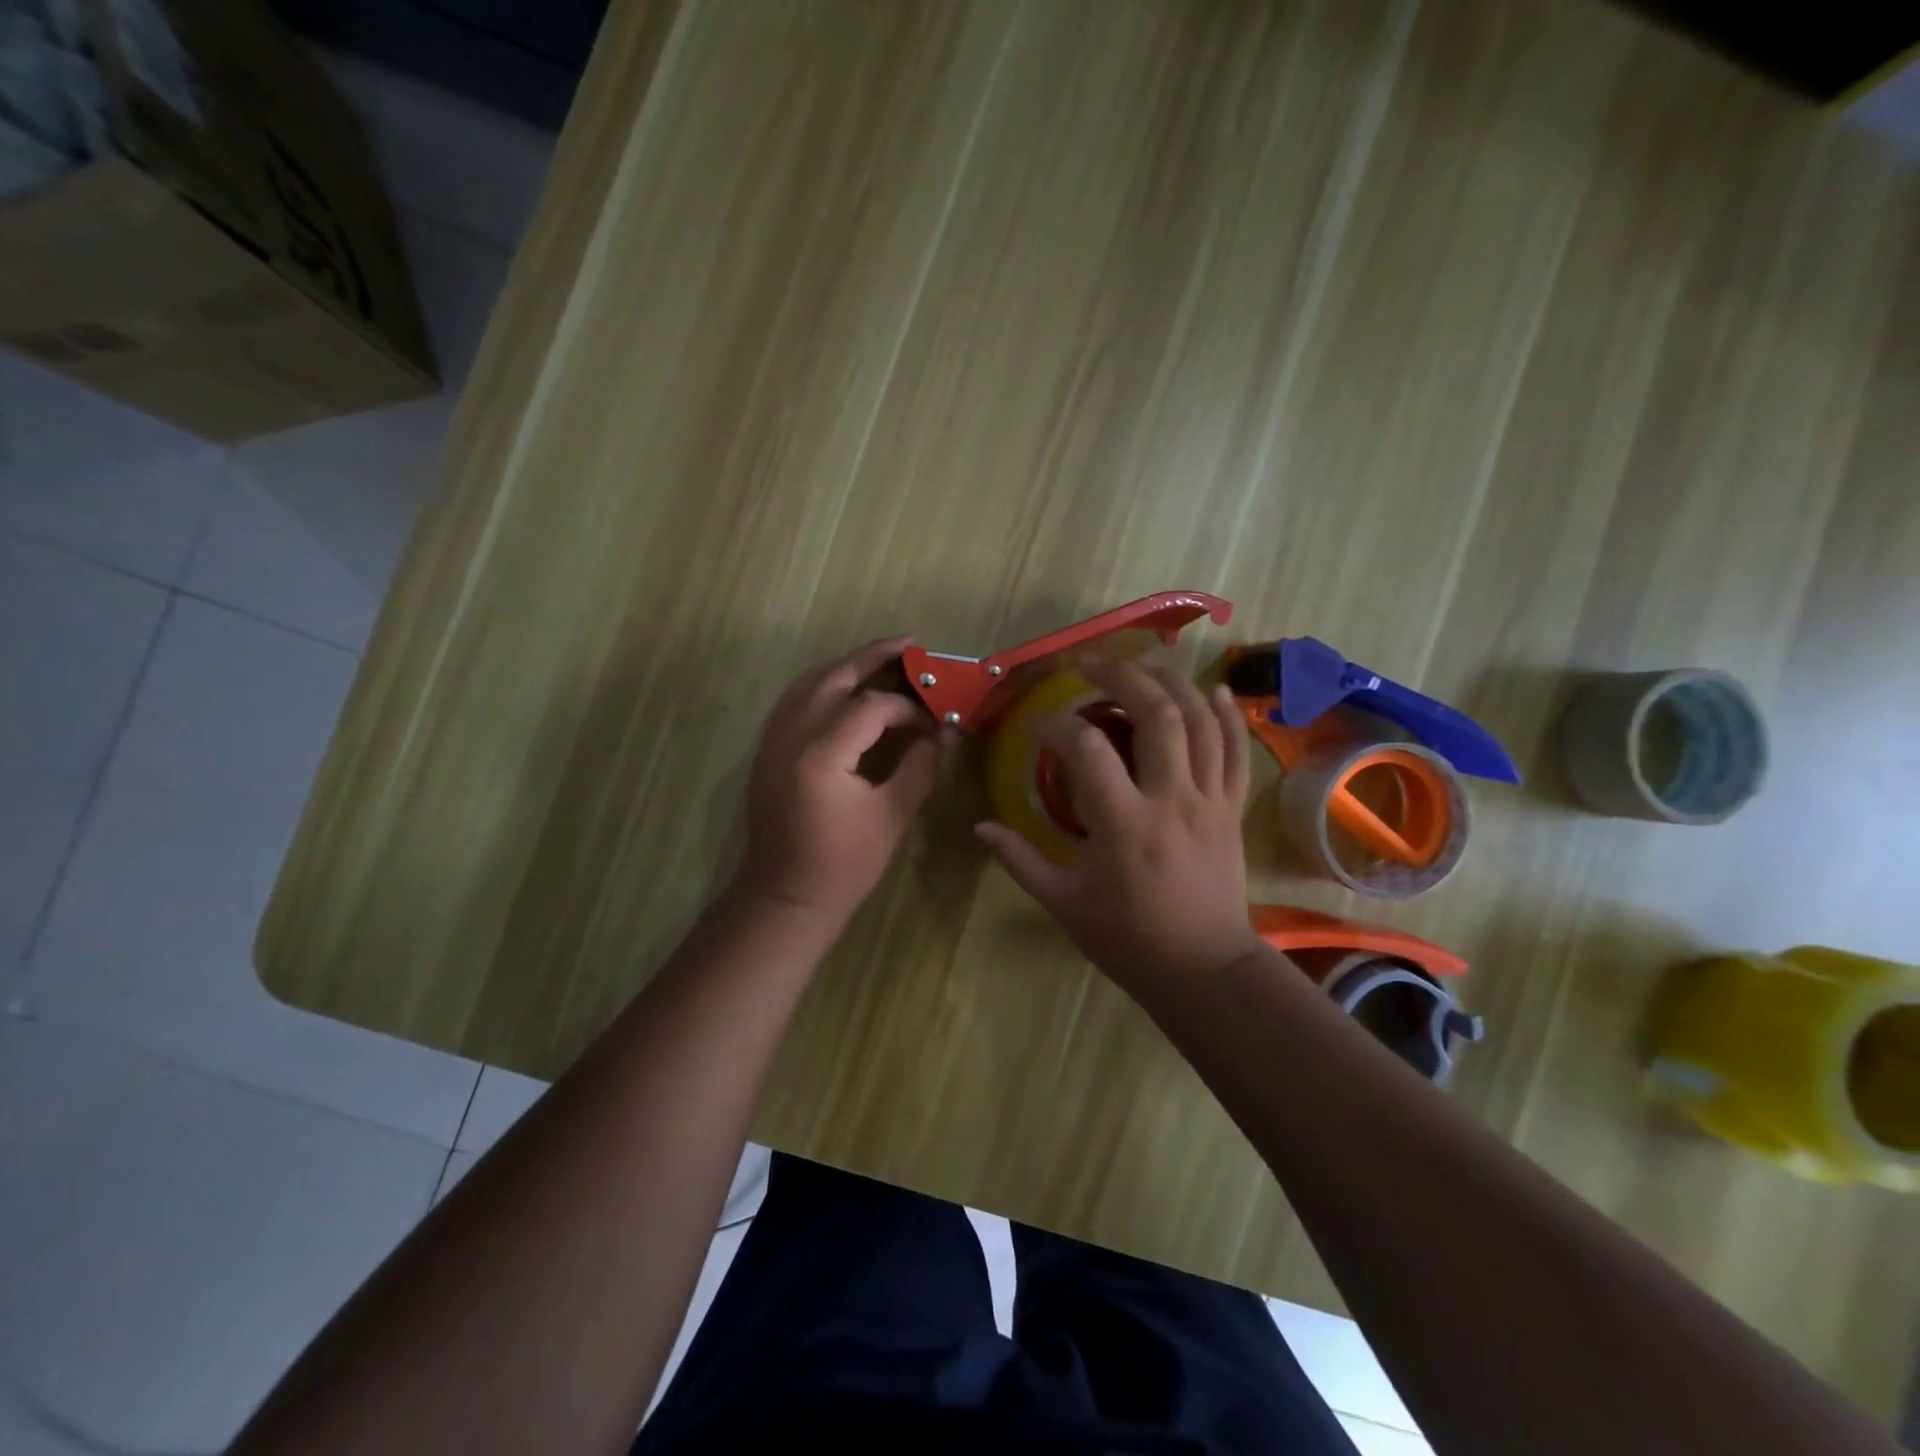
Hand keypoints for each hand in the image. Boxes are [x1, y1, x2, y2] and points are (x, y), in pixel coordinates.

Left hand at [735, 636, 943, 927]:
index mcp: (822, 753)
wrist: (784, 897)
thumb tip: (940, 734)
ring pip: (808, 682)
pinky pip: (793, 700)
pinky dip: (820, 685)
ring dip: (844, 665)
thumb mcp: (891, 817)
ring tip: (879, 659)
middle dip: (873, 656)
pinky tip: (843, 689)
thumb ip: (919, 768)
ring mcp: (772, 740)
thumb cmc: (842, 865)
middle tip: (909, 644)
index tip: (933, 724)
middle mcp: (791, 735)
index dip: (908, 709)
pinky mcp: (766, 750)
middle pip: (834, 676)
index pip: (872, 706)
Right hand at [976, 660, 1261, 1001]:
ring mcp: (1209, 800)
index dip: (1057, 727)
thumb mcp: (1063, 903)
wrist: (1204, 970)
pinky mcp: (1232, 808)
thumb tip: (981, 826)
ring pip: (1201, 721)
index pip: (1088, 750)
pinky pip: (1236, 750)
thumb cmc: (1128, 939)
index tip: (1038, 727)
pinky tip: (1214, 690)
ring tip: (1142, 666)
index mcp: (1124, 825)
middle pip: (1157, 715)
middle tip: (1091, 666)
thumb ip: (1020, 860)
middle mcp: (1171, 800)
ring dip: (1172, 684)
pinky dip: (1227, 715)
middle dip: (1122, 678)